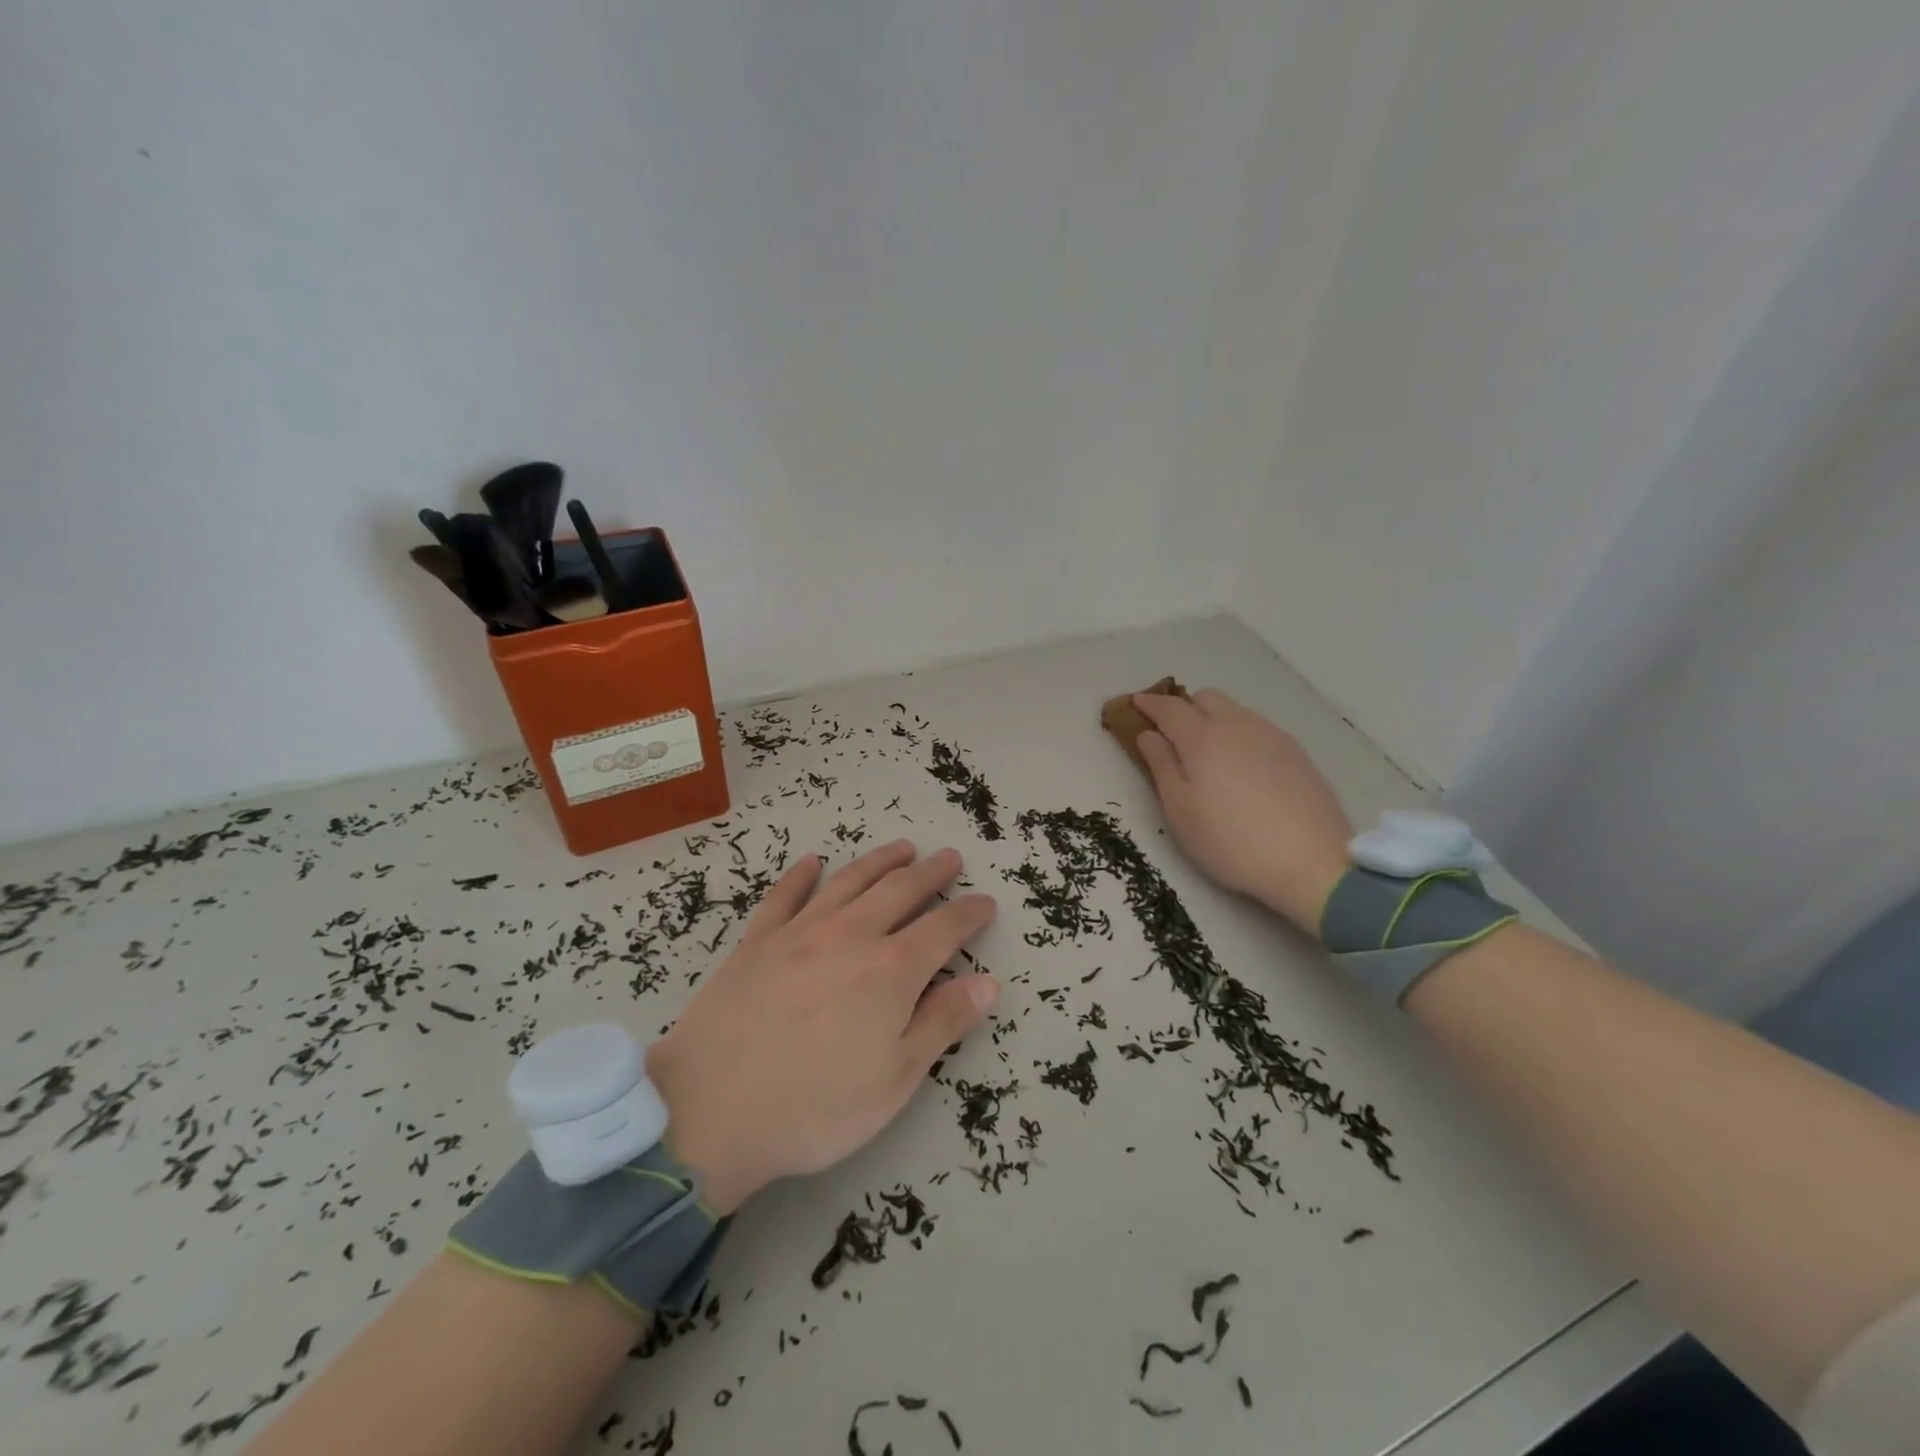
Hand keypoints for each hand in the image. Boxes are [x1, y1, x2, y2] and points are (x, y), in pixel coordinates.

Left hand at [647, 840, 997, 1213]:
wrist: (709, 1111)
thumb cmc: (815, 1107)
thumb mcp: (895, 1080)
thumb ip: (942, 1024)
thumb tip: (988, 983)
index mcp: (891, 971)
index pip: (944, 928)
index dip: (970, 913)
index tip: (987, 902)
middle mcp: (850, 936)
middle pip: (900, 891)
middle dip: (930, 873)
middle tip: (949, 858)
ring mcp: (799, 933)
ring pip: (849, 882)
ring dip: (880, 861)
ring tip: (902, 848)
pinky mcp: (756, 941)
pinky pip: (784, 897)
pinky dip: (801, 875)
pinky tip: (812, 863)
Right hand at [1133, 689, 1353, 934]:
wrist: (1312, 862)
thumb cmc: (1230, 840)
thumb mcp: (1180, 809)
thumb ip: (1161, 765)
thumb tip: (1148, 734)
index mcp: (1203, 737)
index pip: (1169, 707)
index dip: (1148, 703)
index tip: (1134, 704)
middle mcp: (1238, 725)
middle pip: (1205, 698)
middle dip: (1183, 707)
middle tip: (1170, 735)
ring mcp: (1272, 736)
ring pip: (1235, 711)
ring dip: (1213, 719)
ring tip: (1207, 754)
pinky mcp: (1296, 752)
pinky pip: (1258, 728)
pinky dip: (1239, 734)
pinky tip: (1241, 767)